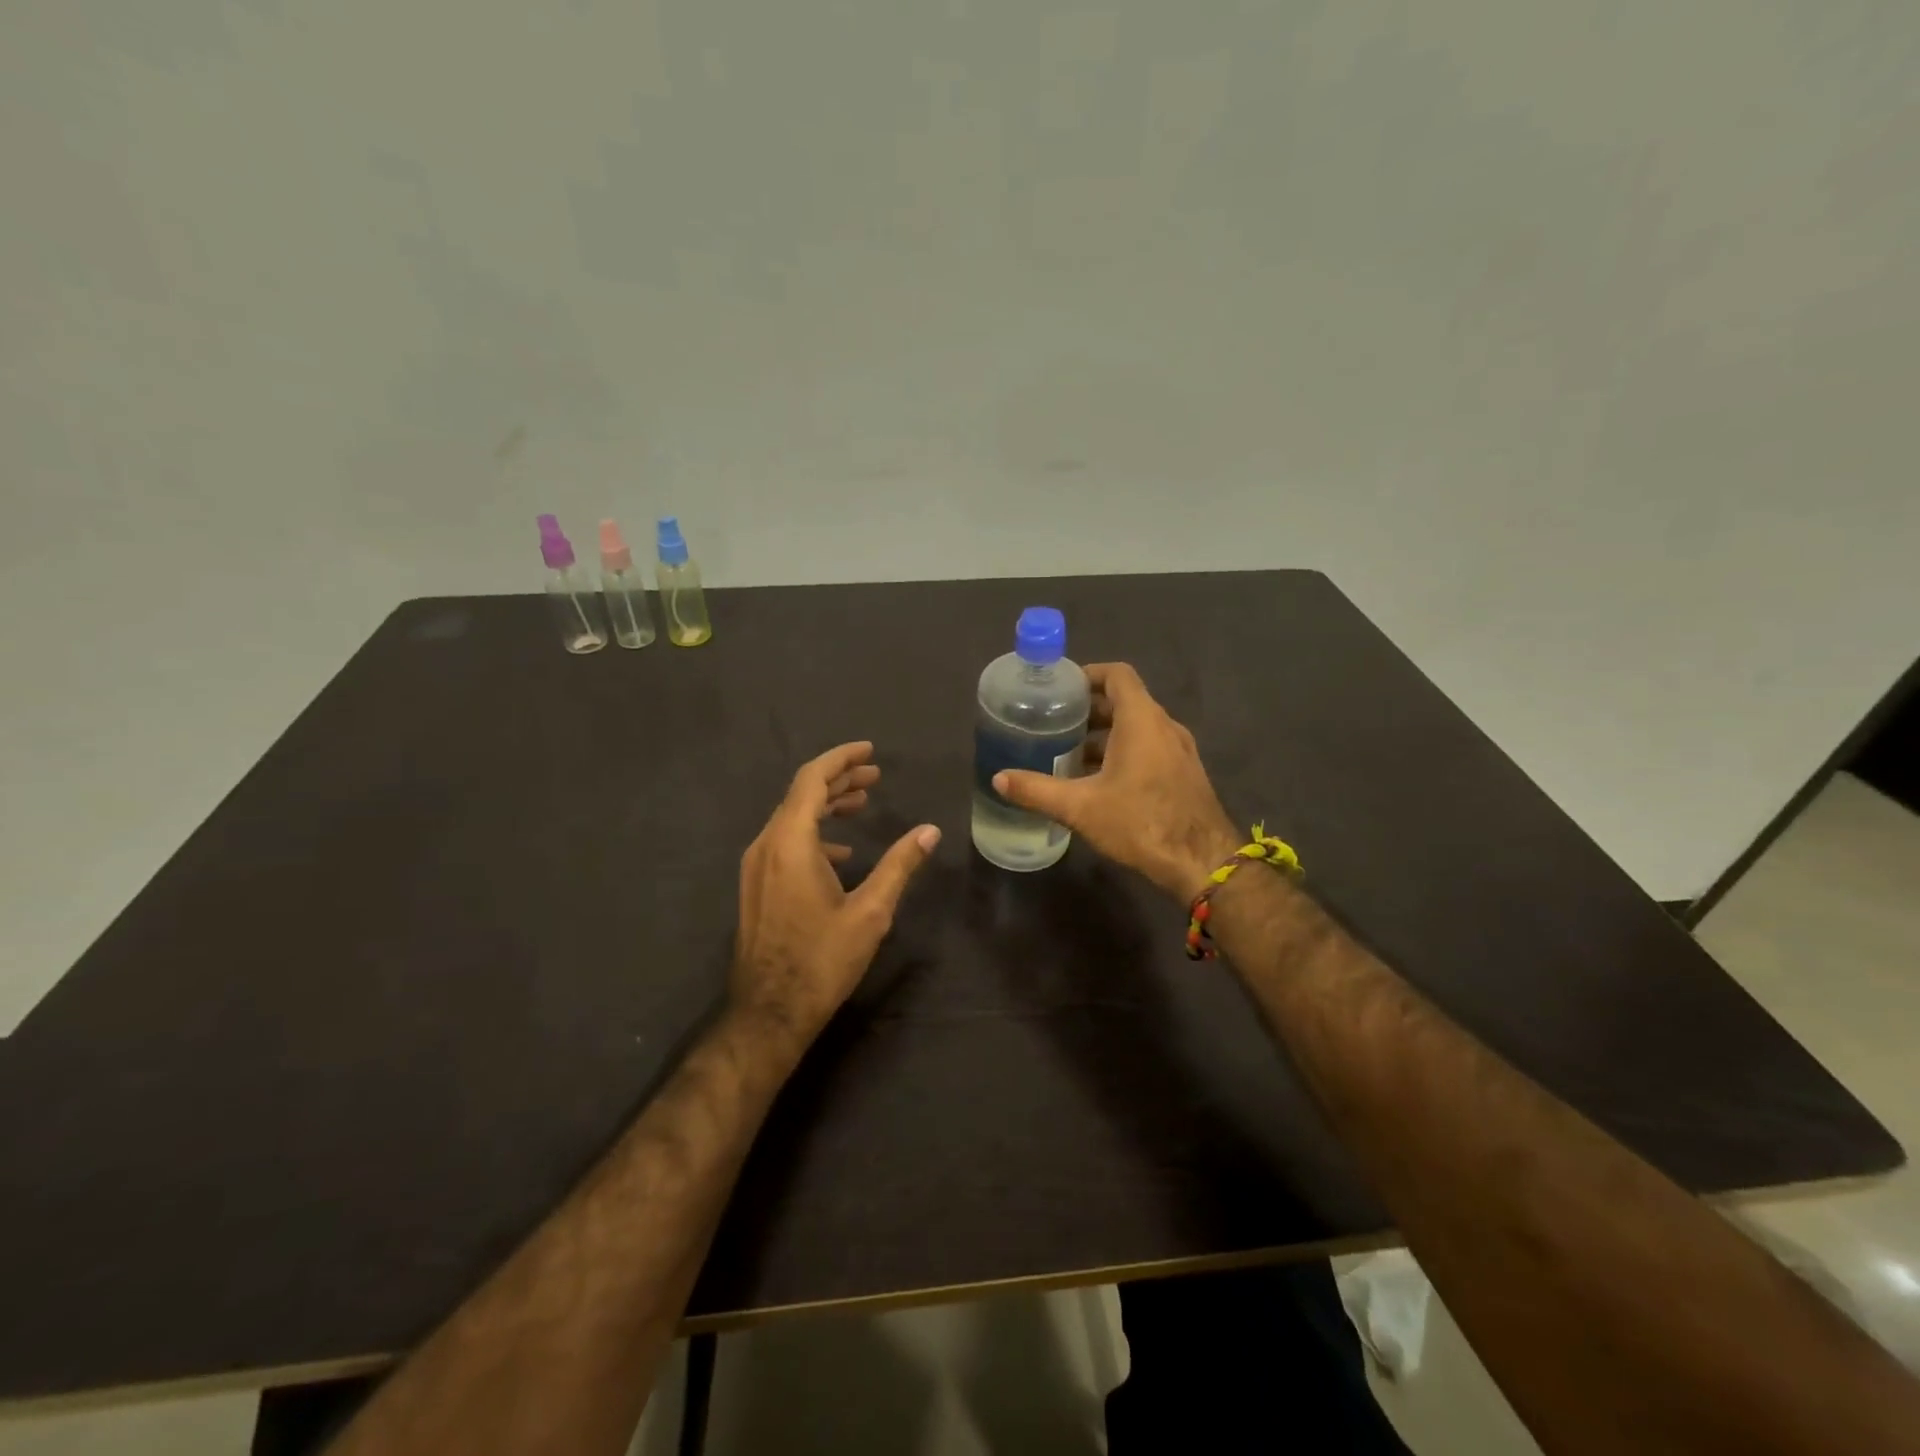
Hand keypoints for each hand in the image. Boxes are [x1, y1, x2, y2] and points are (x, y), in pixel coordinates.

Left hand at [732, 742, 940, 1047]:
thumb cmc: (822, 959)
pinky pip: (785, 841)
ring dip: (826, 805)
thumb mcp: (871, 911)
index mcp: (791, 842)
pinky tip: (841, 851)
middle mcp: (766, 845)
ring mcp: (756, 866)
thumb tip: (930, 831)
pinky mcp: (757, 885)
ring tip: (862, 803)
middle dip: (839, 779)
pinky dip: (814, 833)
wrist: (769, 1011)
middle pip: (801, 794)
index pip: (812, 780)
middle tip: (874, 775)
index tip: (869, 751)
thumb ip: (899, 865)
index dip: (841, 759)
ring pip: (792, 817)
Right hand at [993, 663, 1237, 902]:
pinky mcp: (1183, 773)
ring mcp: (1178, 750)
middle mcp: (1164, 726)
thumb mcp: (1080, 807)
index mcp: (1141, 720)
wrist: (1203, 863)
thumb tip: (998, 779)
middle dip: (1089, 708)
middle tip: (1054, 722)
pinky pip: (1149, 747)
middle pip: (1125, 700)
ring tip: (1069, 752)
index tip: (1060, 689)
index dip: (1088, 674)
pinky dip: (1123, 751)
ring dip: (1105, 733)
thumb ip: (1037, 790)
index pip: (1117, 674)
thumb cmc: (1141, 823)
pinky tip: (1098, 781)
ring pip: (1137, 727)